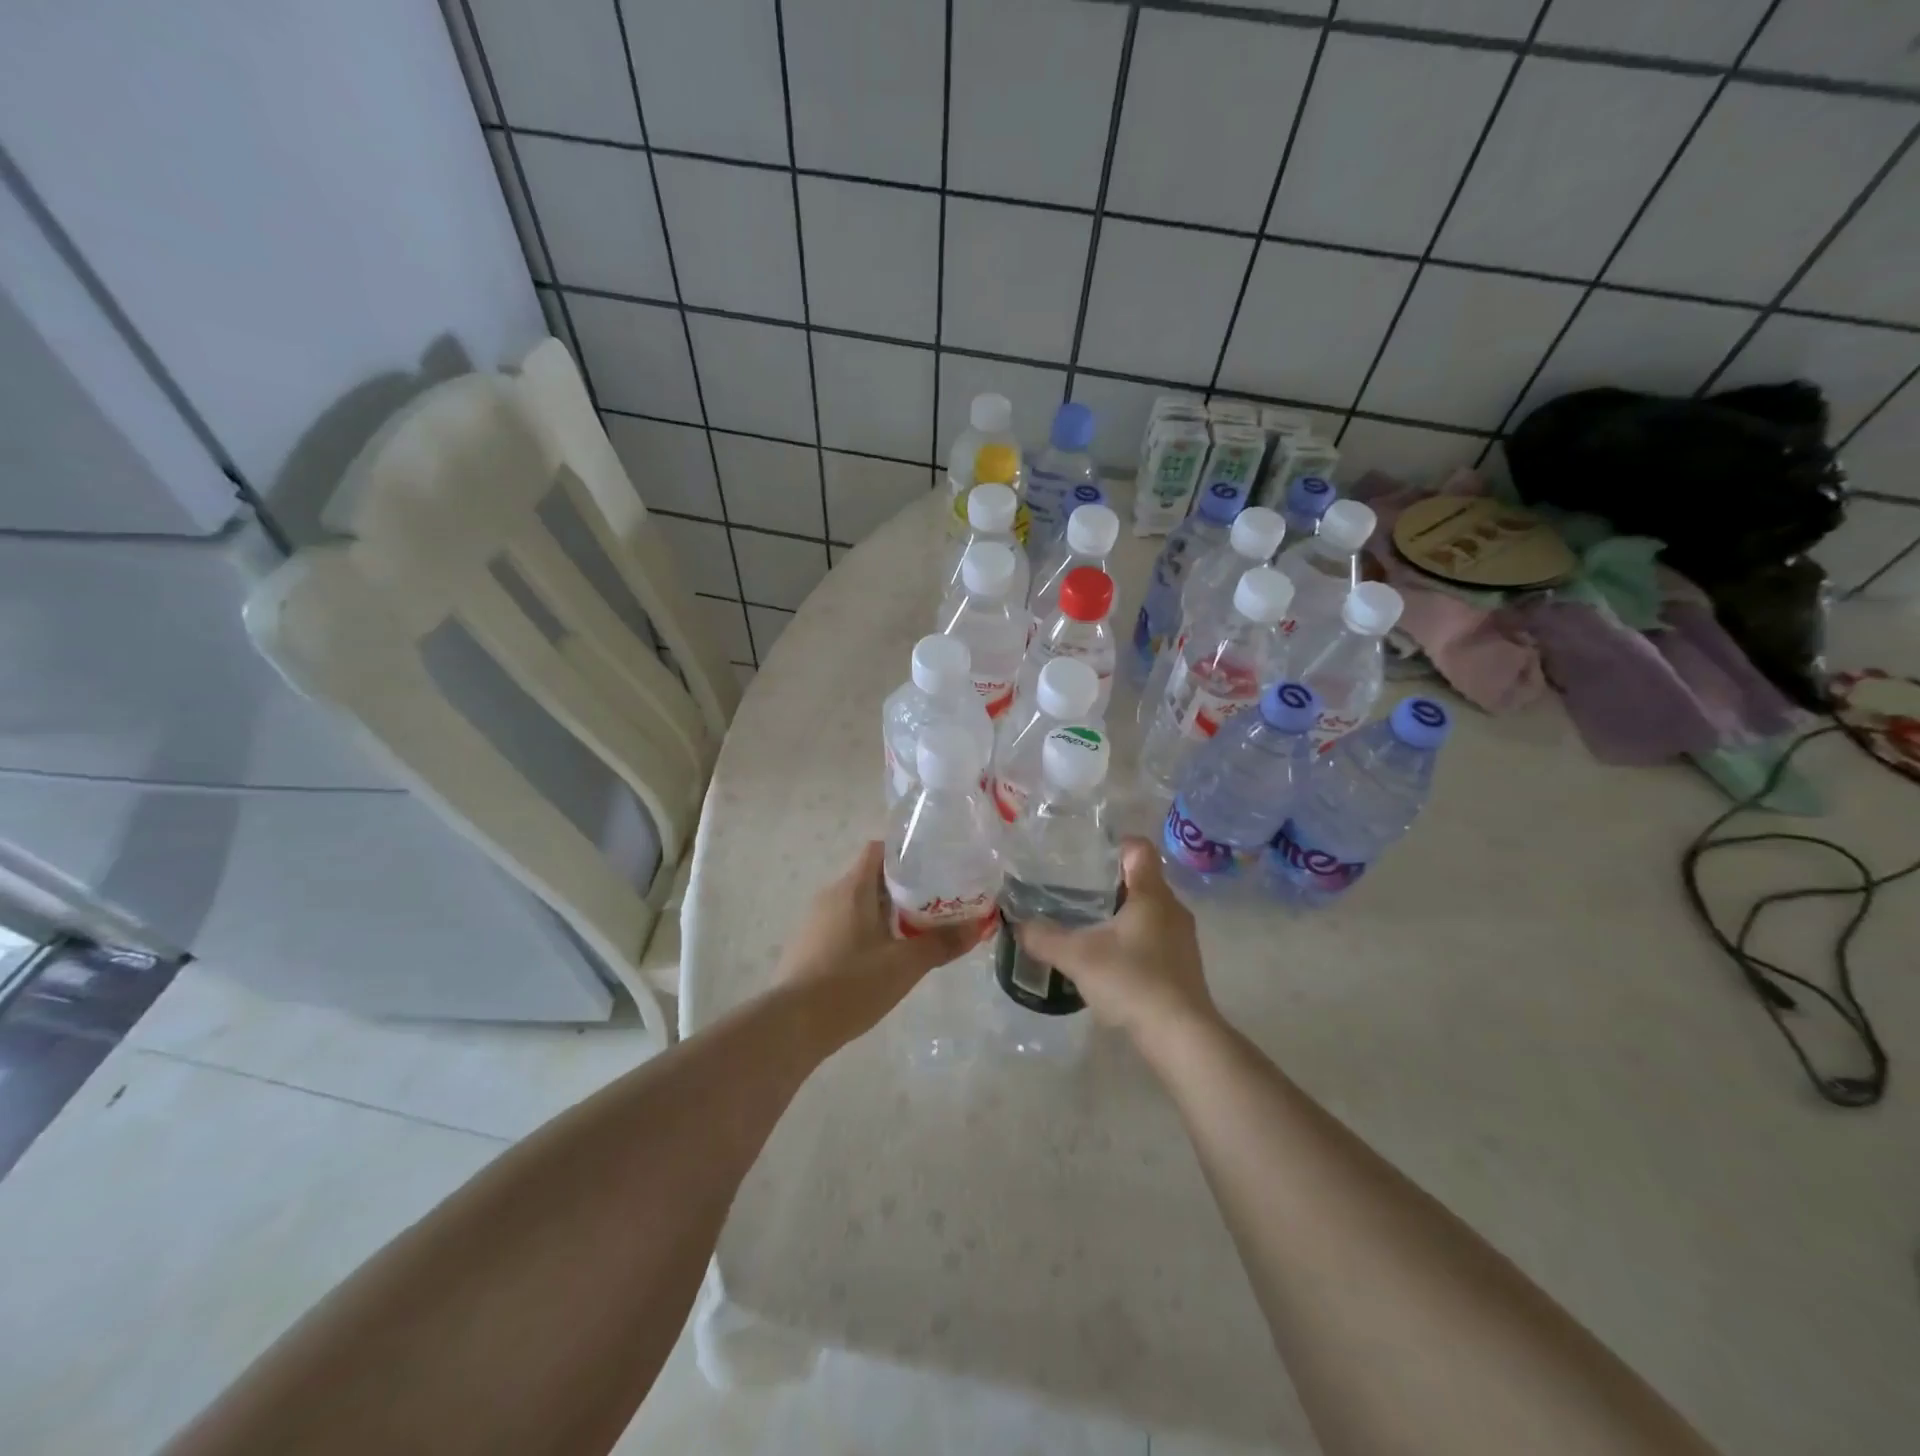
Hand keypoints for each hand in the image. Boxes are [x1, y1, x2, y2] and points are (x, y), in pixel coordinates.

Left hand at [775, 841, 979, 1049]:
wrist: (792, 1026)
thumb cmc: (851, 984)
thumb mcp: (905, 965)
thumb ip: (942, 943)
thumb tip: (978, 927)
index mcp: (853, 887)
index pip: (879, 850)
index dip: (906, 854)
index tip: (934, 868)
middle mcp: (831, 895)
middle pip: (871, 878)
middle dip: (903, 888)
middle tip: (935, 904)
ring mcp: (815, 921)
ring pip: (857, 904)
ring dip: (885, 913)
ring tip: (915, 932)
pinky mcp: (808, 946)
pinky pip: (843, 926)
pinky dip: (865, 933)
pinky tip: (882, 959)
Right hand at [1015, 837, 1220, 1058]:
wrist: (1180, 1036)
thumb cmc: (1132, 981)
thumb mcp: (1077, 957)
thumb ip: (1044, 938)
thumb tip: (1018, 925)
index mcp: (1152, 894)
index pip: (1139, 849)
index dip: (1115, 845)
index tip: (1087, 855)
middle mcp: (1173, 909)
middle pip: (1143, 880)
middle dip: (1110, 882)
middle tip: (1075, 891)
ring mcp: (1182, 939)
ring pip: (1149, 911)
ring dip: (1121, 913)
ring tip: (1087, 925)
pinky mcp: (1184, 966)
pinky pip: (1155, 938)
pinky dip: (1133, 940)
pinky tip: (1109, 960)